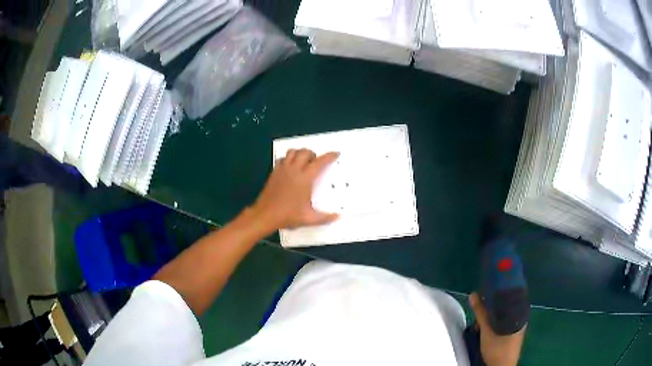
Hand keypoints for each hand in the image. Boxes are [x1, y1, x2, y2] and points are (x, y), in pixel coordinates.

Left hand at [251, 149, 339, 231]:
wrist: (265, 215)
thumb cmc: (287, 215)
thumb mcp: (308, 219)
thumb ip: (324, 217)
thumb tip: (337, 216)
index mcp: (305, 178)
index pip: (319, 162)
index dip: (329, 156)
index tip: (335, 153)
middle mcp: (294, 170)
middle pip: (305, 152)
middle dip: (313, 154)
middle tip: (316, 162)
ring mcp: (282, 169)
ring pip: (293, 152)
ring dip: (300, 153)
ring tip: (304, 162)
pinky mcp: (274, 172)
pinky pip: (282, 158)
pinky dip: (288, 158)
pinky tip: (291, 167)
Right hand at [469, 293, 525, 365]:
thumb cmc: (497, 347)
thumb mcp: (487, 329)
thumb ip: (481, 312)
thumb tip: (474, 295)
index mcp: (520, 312)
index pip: (509, 296)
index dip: (496, 294)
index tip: (485, 294)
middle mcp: (520, 317)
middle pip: (504, 307)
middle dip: (490, 309)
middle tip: (479, 315)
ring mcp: (516, 327)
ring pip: (502, 316)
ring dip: (490, 319)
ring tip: (479, 326)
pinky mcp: (511, 335)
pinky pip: (502, 324)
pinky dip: (493, 325)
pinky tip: (484, 331)